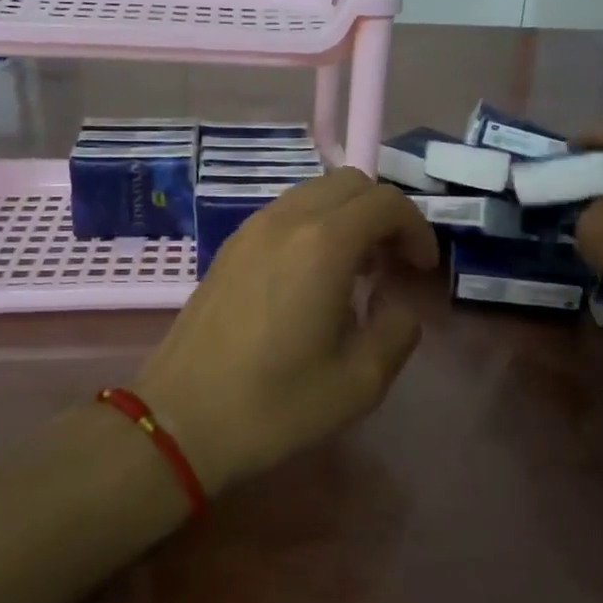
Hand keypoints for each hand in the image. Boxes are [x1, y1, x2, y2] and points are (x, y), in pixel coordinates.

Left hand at [135, 170, 437, 494]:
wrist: (181, 419)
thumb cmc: (276, 404)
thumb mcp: (361, 381)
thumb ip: (398, 329)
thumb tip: (397, 303)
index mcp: (324, 244)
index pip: (386, 203)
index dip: (417, 229)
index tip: (422, 270)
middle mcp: (287, 220)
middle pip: (350, 183)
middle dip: (384, 214)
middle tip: (393, 262)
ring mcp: (252, 228)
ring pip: (315, 192)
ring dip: (348, 216)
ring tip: (356, 268)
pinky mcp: (230, 246)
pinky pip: (286, 212)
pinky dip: (315, 224)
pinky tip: (313, 275)